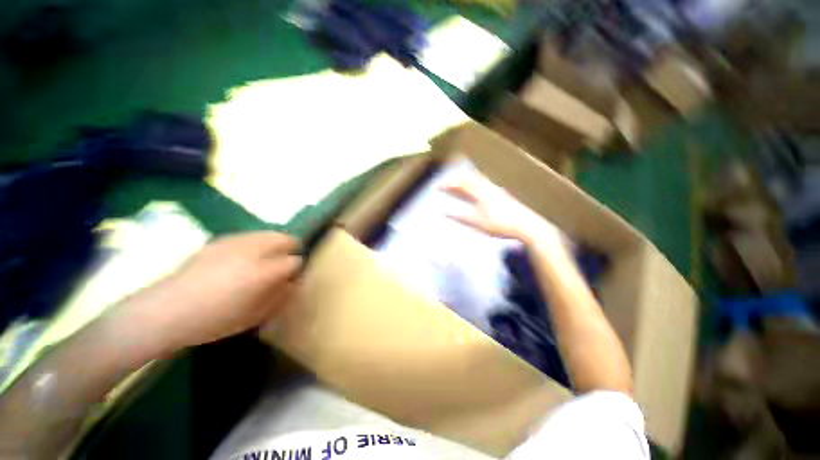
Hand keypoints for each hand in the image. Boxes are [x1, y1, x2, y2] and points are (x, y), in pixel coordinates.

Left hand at [112, 232, 301, 357]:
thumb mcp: (254, 316)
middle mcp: (253, 251)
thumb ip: (279, 297)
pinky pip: (249, 236)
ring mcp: (235, 242)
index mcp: (264, 272)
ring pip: (267, 234)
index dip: (297, 269)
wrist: (166, 311)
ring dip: (275, 243)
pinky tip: (245, 257)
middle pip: (285, 238)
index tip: (293, 278)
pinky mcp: (220, 240)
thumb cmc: (214, 320)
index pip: (294, 261)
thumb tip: (292, 284)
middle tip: (286, 263)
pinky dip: (256, 242)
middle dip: (291, 248)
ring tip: (267, 258)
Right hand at [441, 177, 562, 245]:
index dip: (447, 184)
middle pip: (468, 178)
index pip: (460, 184)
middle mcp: (487, 187)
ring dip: (464, 180)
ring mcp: (495, 190)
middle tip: (444, 183)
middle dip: (454, 180)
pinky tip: (475, 189)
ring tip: (456, 183)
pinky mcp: (501, 194)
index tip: (436, 186)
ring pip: (476, 180)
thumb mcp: (477, 222)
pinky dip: (473, 184)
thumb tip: (443, 211)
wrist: (526, 225)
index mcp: (480, 192)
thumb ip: (460, 216)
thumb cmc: (500, 224)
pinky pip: (483, 184)